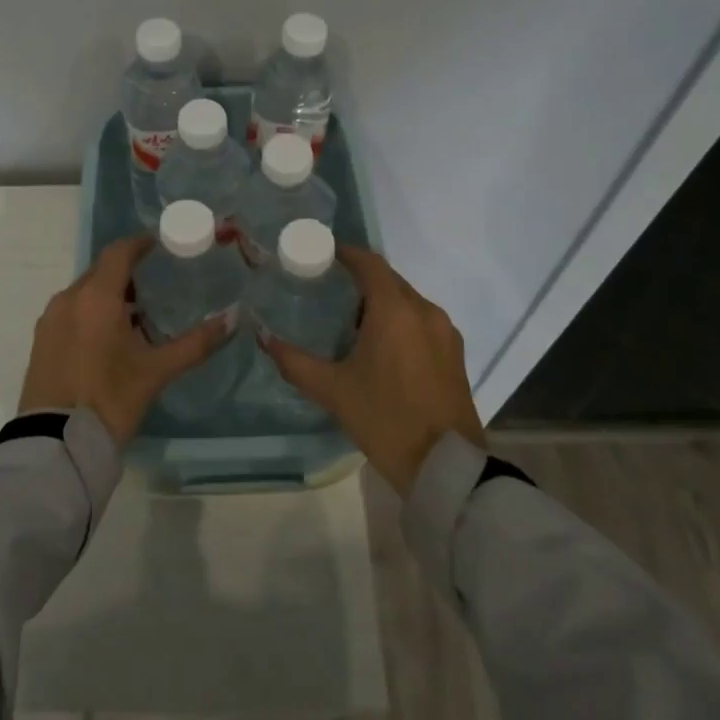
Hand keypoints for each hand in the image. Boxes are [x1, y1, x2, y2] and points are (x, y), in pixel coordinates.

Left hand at [18, 233, 231, 445]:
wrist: (55, 446)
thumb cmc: (110, 399)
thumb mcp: (157, 370)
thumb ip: (196, 342)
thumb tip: (234, 318)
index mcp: (96, 297)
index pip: (119, 252)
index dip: (141, 244)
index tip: (163, 245)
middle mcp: (68, 299)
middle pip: (101, 271)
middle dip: (128, 272)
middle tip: (158, 283)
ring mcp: (50, 320)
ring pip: (84, 293)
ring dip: (110, 294)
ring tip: (138, 314)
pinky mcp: (41, 341)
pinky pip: (71, 312)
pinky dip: (91, 313)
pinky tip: (110, 337)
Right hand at [262, 245, 485, 495]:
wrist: (445, 466)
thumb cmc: (385, 419)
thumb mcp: (333, 391)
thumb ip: (295, 361)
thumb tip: (264, 338)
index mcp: (395, 310)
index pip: (370, 263)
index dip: (346, 254)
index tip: (322, 255)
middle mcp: (424, 311)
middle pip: (389, 280)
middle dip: (361, 280)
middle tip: (329, 291)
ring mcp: (445, 333)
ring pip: (408, 301)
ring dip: (382, 302)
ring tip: (352, 322)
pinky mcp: (455, 354)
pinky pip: (423, 322)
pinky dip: (401, 322)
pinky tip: (382, 347)